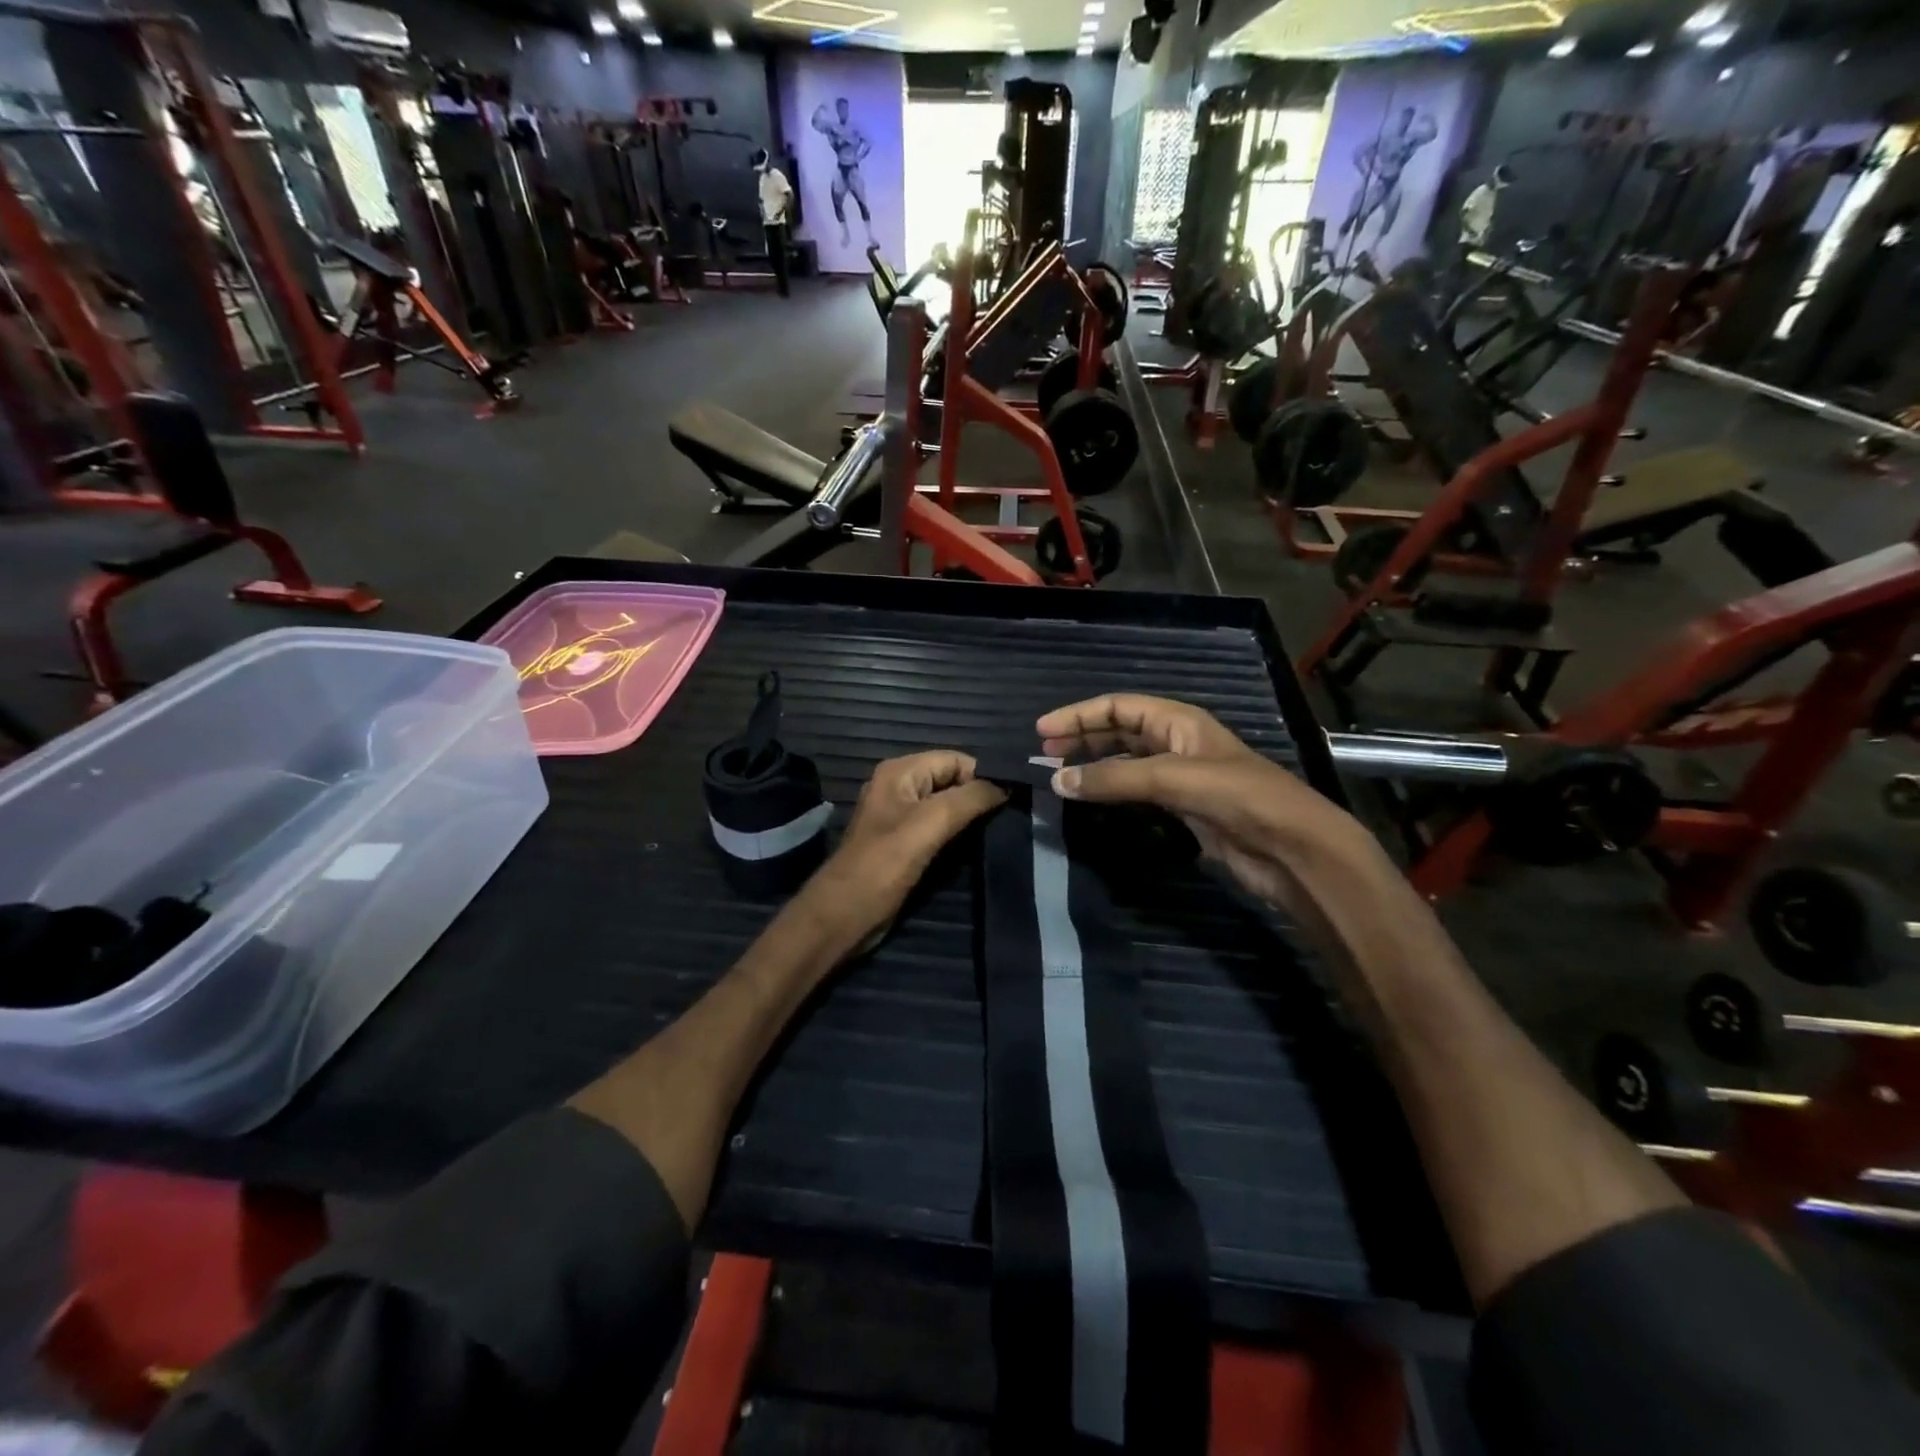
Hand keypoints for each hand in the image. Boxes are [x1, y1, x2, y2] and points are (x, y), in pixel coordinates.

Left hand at [800, 752, 1005, 950]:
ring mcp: (900, 816)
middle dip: (979, 795)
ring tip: (999, 831)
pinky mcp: (904, 842)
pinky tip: (976, 845)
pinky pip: (939, 827)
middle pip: (952, 780)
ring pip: (947, 806)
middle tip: (1009, 817)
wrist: (845, 915)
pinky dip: (958, 833)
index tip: (1012, 800)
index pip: (955, 759)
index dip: (983, 776)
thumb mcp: (930, 824)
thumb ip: (969, 799)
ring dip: (971, 816)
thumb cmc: (884, 865)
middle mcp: (899, 787)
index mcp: (900, 772)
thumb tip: (1006, 785)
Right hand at [1037, 695, 1390, 914]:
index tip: (1041, 730)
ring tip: (1060, 775)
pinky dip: (1111, 792)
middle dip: (1083, 736)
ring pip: (1126, 763)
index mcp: (1180, 722)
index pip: (1119, 707)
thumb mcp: (1174, 779)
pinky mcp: (1184, 810)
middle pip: (1120, 731)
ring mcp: (1181, 777)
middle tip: (1043, 752)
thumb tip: (1057, 780)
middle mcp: (1178, 743)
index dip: (1079, 714)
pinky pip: (1137, 792)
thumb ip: (1114, 780)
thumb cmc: (1239, 798)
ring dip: (1094, 765)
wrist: (1294, 849)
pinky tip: (1093, 800)